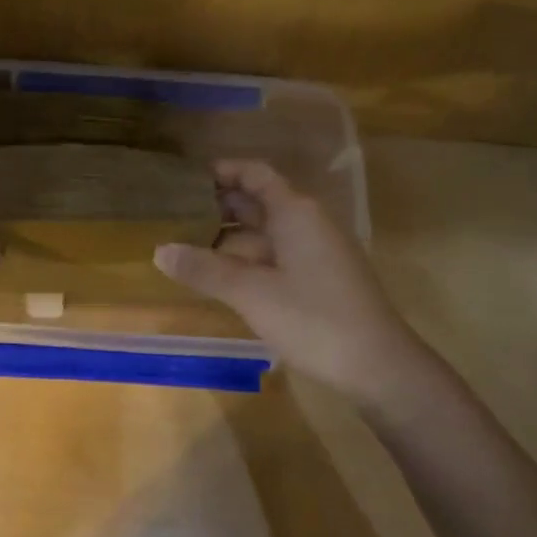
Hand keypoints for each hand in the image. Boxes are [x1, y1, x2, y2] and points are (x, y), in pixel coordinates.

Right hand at [153, 160, 423, 401]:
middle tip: (173, 211)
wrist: (377, 365)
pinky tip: (218, 273)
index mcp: (295, 212)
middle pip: (258, 200)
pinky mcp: (317, 278)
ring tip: (185, 241)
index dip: (221, 172)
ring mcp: (315, 251)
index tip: (183, 179)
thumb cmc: (314, 319)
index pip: (255, 174)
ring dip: (228, 234)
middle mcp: (307, 223)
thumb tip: (159, 250)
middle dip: (218, 203)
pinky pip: (274, 254)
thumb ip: (204, 270)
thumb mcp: (251, 293)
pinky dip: (245, 257)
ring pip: (265, 231)